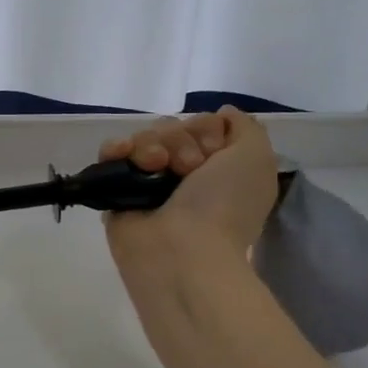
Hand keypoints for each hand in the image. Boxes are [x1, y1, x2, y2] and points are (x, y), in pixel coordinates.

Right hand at [99, 107, 279, 271]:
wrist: (182, 252)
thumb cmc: (224, 206)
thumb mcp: (255, 157)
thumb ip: (243, 127)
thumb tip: (220, 115)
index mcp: (218, 169)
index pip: (202, 125)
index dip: (207, 131)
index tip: (213, 153)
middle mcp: (183, 175)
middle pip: (171, 128)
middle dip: (179, 140)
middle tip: (188, 169)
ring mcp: (148, 183)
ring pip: (143, 138)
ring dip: (152, 146)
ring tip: (155, 167)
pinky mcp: (117, 191)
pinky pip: (111, 154)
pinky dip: (116, 148)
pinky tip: (123, 155)